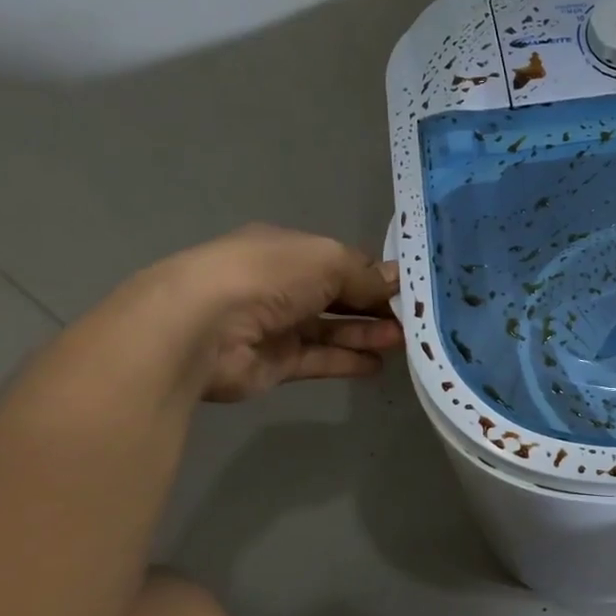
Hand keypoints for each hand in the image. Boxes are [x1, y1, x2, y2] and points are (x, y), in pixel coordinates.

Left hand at [117, 225, 402, 401]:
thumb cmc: (267, 276)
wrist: (201, 328)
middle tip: (414, 319)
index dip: (375, 274)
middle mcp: (282, 286)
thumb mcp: (327, 260)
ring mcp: (277, 326)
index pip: (342, 262)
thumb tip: (397, 280)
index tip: (410, 289)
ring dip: (367, 334)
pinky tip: (377, 365)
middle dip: (375, 306)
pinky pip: (320, 360)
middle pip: (339, 296)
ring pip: (332, 329)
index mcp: (289, 251)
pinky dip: (348, 361)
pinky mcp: (275, 363)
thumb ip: (364, 274)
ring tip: (404, 342)